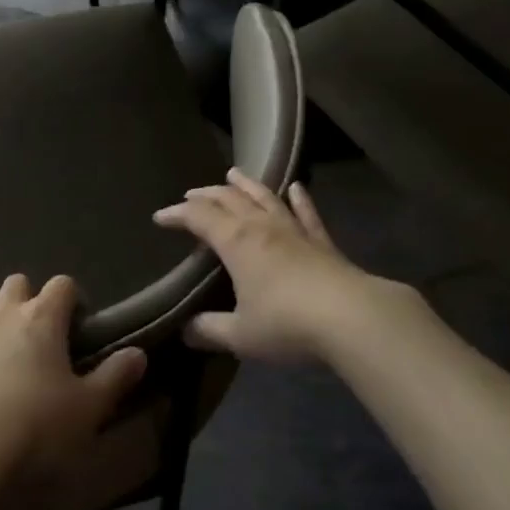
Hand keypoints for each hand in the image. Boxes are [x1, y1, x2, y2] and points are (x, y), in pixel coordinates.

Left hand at [0, 273, 146, 493]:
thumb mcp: (89, 410)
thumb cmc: (36, 430)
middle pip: (18, 284)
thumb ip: (115, 378)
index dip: (72, 299)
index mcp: (44, 319)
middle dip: (28, 298)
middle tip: (38, 331)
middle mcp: (6, 314)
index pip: (62, 285)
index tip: (78, 323)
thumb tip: (138, 353)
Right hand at [154, 167, 396, 361]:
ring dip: (246, 184)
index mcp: (235, 241)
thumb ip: (210, 330)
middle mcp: (260, 225)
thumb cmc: (286, 323)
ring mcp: (293, 229)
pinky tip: (296, 188)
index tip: (160, 217)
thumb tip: (186, 330)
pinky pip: (306, 213)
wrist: (349, 317)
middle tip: (191, 195)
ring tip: (233, 174)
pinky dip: (300, 199)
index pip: (198, 217)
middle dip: (206, 195)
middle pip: (228, 199)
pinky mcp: (321, 240)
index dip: (177, 214)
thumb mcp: (241, 335)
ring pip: (264, 197)